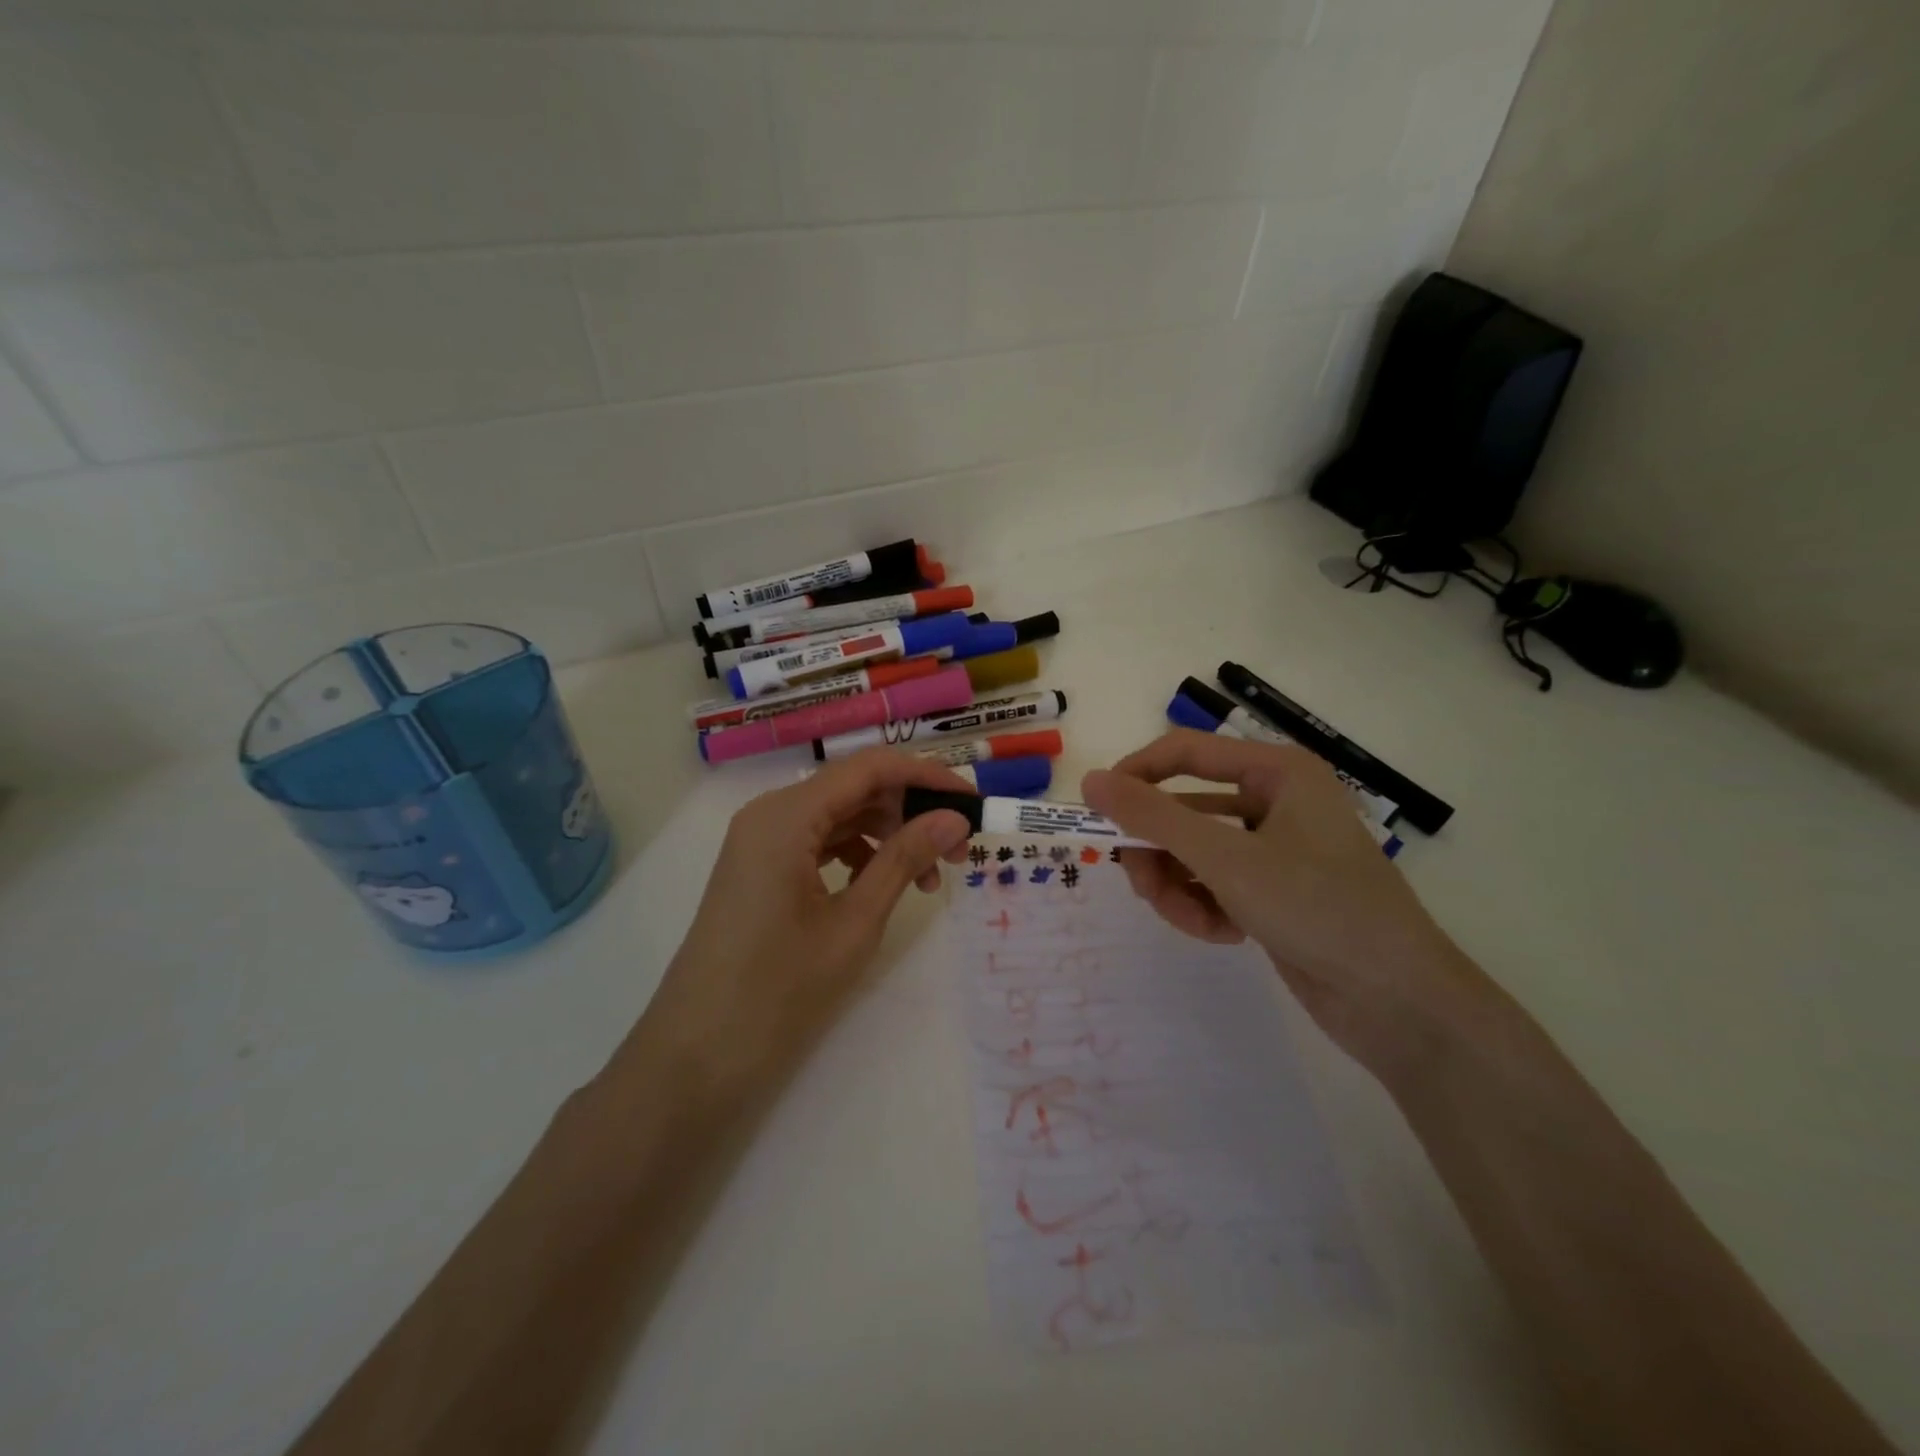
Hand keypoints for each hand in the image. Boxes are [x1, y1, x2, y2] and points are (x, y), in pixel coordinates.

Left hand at [634, 749, 973, 1097]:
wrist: (696, 1055)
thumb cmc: (778, 989)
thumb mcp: (855, 922)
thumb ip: (904, 860)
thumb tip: (955, 819)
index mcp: (787, 815)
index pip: (871, 768)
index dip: (927, 777)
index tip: (973, 804)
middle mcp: (770, 813)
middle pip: (855, 788)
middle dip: (910, 812)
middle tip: (957, 853)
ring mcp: (760, 840)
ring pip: (839, 815)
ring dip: (888, 836)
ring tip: (926, 882)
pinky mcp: (759, 866)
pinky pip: (819, 841)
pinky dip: (858, 854)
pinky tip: (882, 885)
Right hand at [1083, 731, 1478, 1070]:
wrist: (1399, 1003)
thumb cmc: (1318, 908)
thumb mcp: (1226, 859)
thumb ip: (1153, 817)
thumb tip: (1091, 781)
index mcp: (1276, 771)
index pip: (1182, 752)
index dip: (1134, 777)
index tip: (1096, 813)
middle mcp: (1274, 800)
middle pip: (1182, 809)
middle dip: (1158, 851)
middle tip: (1142, 885)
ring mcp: (1273, 848)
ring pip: (1191, 852)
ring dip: (1178, 887)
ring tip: (1192, 921)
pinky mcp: (1271, 891)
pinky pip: (1212, 883)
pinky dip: (1204, 907)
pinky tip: (1222, 934)